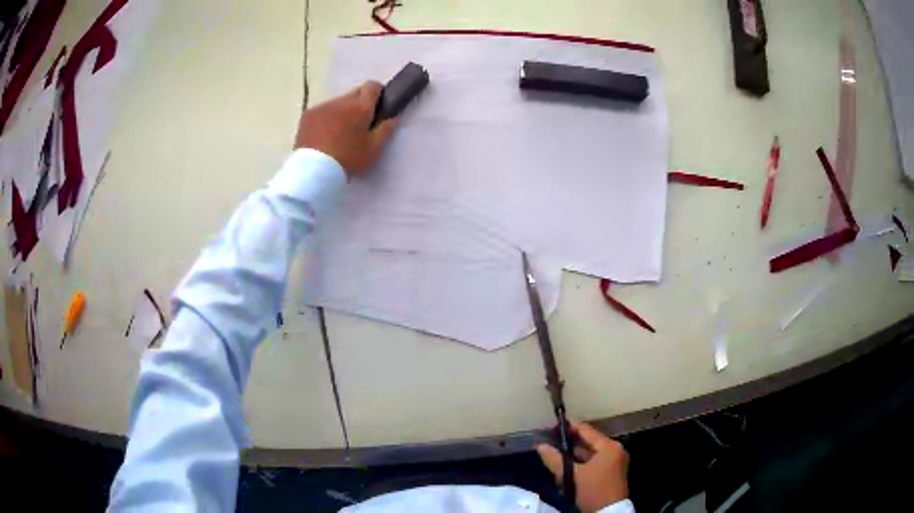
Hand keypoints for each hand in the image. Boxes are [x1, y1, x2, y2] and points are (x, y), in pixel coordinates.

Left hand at [294, 81, 398, 176]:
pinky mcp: (309, 114)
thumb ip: (386, 129)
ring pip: (338, 102)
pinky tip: (323, 135)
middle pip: (355, 93)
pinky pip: (322, 110)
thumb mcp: (373, 149)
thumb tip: (394, 115)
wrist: (313, 170)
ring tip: (338, 133)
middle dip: (359, 104)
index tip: (377, 107)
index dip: (377, 94)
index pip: (372, 86)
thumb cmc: (348, 160)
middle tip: (359, 124)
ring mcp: (323, 106)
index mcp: (361, 107)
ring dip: (342, 111)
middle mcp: (342, 101)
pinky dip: (326, 118)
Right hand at [537, 422, 629, 512]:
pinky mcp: (611, 472)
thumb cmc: (593, 490)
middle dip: (568, 444)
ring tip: (554, 457)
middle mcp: (615, 450)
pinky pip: (593, 462)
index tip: (550, 427)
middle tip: (549, 443)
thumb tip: (540, 446)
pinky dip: (580, 464)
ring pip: (589, 454)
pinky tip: (565, 470)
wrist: (608, 512)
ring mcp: (614, 461)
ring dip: (572, 456)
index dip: (568, 427)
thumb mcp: (572, 476)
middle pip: (588, 442)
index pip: (586, 430)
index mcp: (609, 446)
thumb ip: (555, 459)